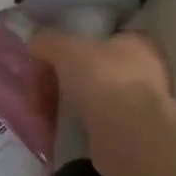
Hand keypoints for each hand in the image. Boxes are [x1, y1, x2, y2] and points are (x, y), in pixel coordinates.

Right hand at [31, 31, 171, 175]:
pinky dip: (69, 127)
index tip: (43, 61)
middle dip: (57, 82)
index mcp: (135, 44)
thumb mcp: (66, 48)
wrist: (127, 134)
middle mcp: (141, 72)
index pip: (97, 40)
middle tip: (35, 93)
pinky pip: (88, 125)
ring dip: (59, 106)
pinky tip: (52, 131)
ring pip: (86, 100)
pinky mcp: (124, 135)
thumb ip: (48, 42)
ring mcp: (134, 106)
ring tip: (39, 116)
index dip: (67, 49)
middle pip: (87, 72)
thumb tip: (35, 44)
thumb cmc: (103, 78)